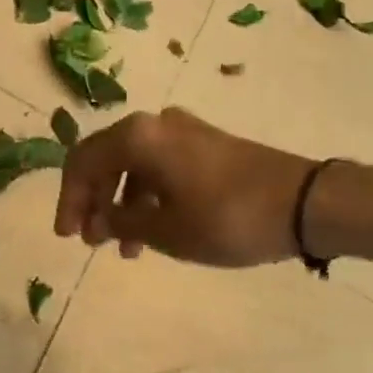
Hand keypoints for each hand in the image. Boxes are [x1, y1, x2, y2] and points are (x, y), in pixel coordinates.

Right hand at [54, 107, 317, 265]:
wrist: (305, 203)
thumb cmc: (226, 217)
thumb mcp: (165, 230)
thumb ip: (119, 222)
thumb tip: (95, 220)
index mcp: (137, 137)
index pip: (82, 162)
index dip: (69, 200)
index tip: (68, 236)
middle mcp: (155, 124)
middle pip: (105, 160)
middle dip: (93, 201)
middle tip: (91, 240)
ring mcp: (183, 131)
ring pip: (133, 166)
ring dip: (121, 204)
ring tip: (124, 248)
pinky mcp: (206, 144)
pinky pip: (160, 167)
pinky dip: (147, 197)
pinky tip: (153, 231)